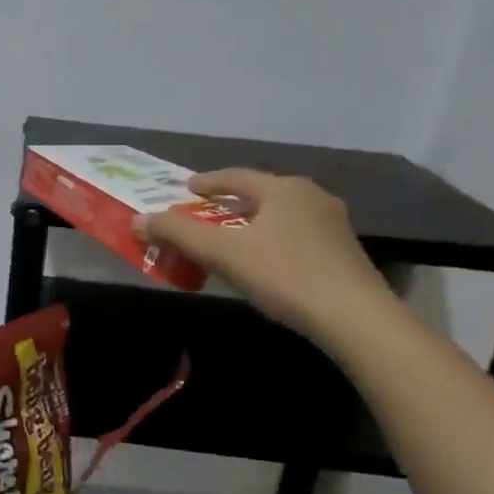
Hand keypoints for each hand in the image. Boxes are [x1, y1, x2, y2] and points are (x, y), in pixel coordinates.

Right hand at [139, 169, 395, 343]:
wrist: (355, 318)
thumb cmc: (284, 275)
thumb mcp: (222, 252)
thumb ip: (178, 233)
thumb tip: (139, 220)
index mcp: (284, 188)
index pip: (236, 176)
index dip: (207, 182)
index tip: (186, 188)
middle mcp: (312, 197)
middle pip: (260, 193)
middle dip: (228, 203)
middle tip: (204, 214)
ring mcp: (333, 224)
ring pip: (279, 215)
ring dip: (251, 223)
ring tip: (231, 238)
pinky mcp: (343, 252)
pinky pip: (295, 235)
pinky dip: (271, 240)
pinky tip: (264, 261)